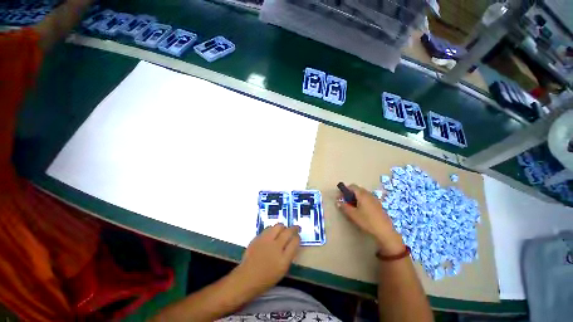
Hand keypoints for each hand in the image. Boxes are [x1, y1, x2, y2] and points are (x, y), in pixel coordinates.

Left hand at [236, 224, 300, 293]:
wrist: (247, 278)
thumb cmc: (266, 278)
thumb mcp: (282, 270)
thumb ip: (289, 255)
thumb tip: (292, 243)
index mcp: (283, 259)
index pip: (295, 242)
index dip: (298, 237)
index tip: (298, 236)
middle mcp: (276, 247)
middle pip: (288, 232)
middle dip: (294, 228)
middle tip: (296, 228)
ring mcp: (266, 241)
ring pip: (278, 226)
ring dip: (283, 227)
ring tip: (284, 230)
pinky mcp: (258, 237)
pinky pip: (269, 228)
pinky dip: (273, 229)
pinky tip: (273, 232)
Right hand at [337, 184, 404, 255]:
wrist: (385, 231)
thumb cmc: (367, 221)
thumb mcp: (353, 214)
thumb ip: (344, 207)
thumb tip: (337, 201)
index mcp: (362, 194)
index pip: (352, 186)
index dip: (344, 190)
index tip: (340, 197)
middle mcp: (368, 194)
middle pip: (357, 189)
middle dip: (350, 194)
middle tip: (345, 202)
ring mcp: (374, 199)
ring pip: (362, 194)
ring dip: (356, 197)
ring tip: (352, 207)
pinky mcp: (378, 205)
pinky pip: (367, 199)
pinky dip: (362, 201)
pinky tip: (361, 210)